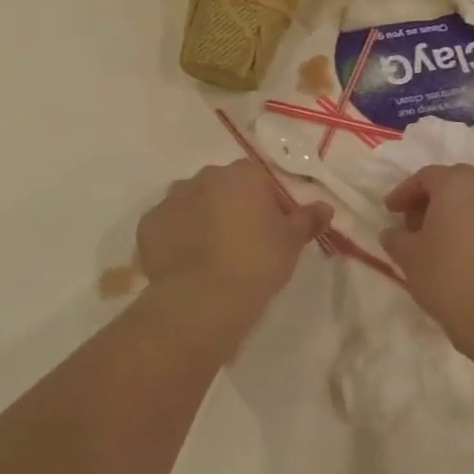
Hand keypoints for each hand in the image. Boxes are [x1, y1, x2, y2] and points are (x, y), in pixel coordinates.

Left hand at [137, 162, 332, 313]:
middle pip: (221, 187)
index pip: (256, 179)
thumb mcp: (291, 243)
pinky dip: (175, 238)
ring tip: (211, 255)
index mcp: (241, 174)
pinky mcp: (148, 224)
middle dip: (230, 207)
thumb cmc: (256, 263)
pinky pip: (166, 225)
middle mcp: (203, 177)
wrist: (202, 298)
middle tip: (241, 244)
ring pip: (191, 203)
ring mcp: (171, 199)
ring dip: (200, 219)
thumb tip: (325, 206)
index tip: (270, 231)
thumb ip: (307, 219)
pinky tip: (186, 263)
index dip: (264, 203)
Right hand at [381, 165, 473, 355]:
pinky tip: (465, 256)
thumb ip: (396, 238)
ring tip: (439, 241)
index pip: (425, 177)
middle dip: (431, 199)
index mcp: (457, 185)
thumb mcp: (409, 257)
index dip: (404, 193)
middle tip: (414, 223)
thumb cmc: (449, 278)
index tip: (390, 211)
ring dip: (455, 214)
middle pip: (455, 183)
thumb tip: (392, 233)